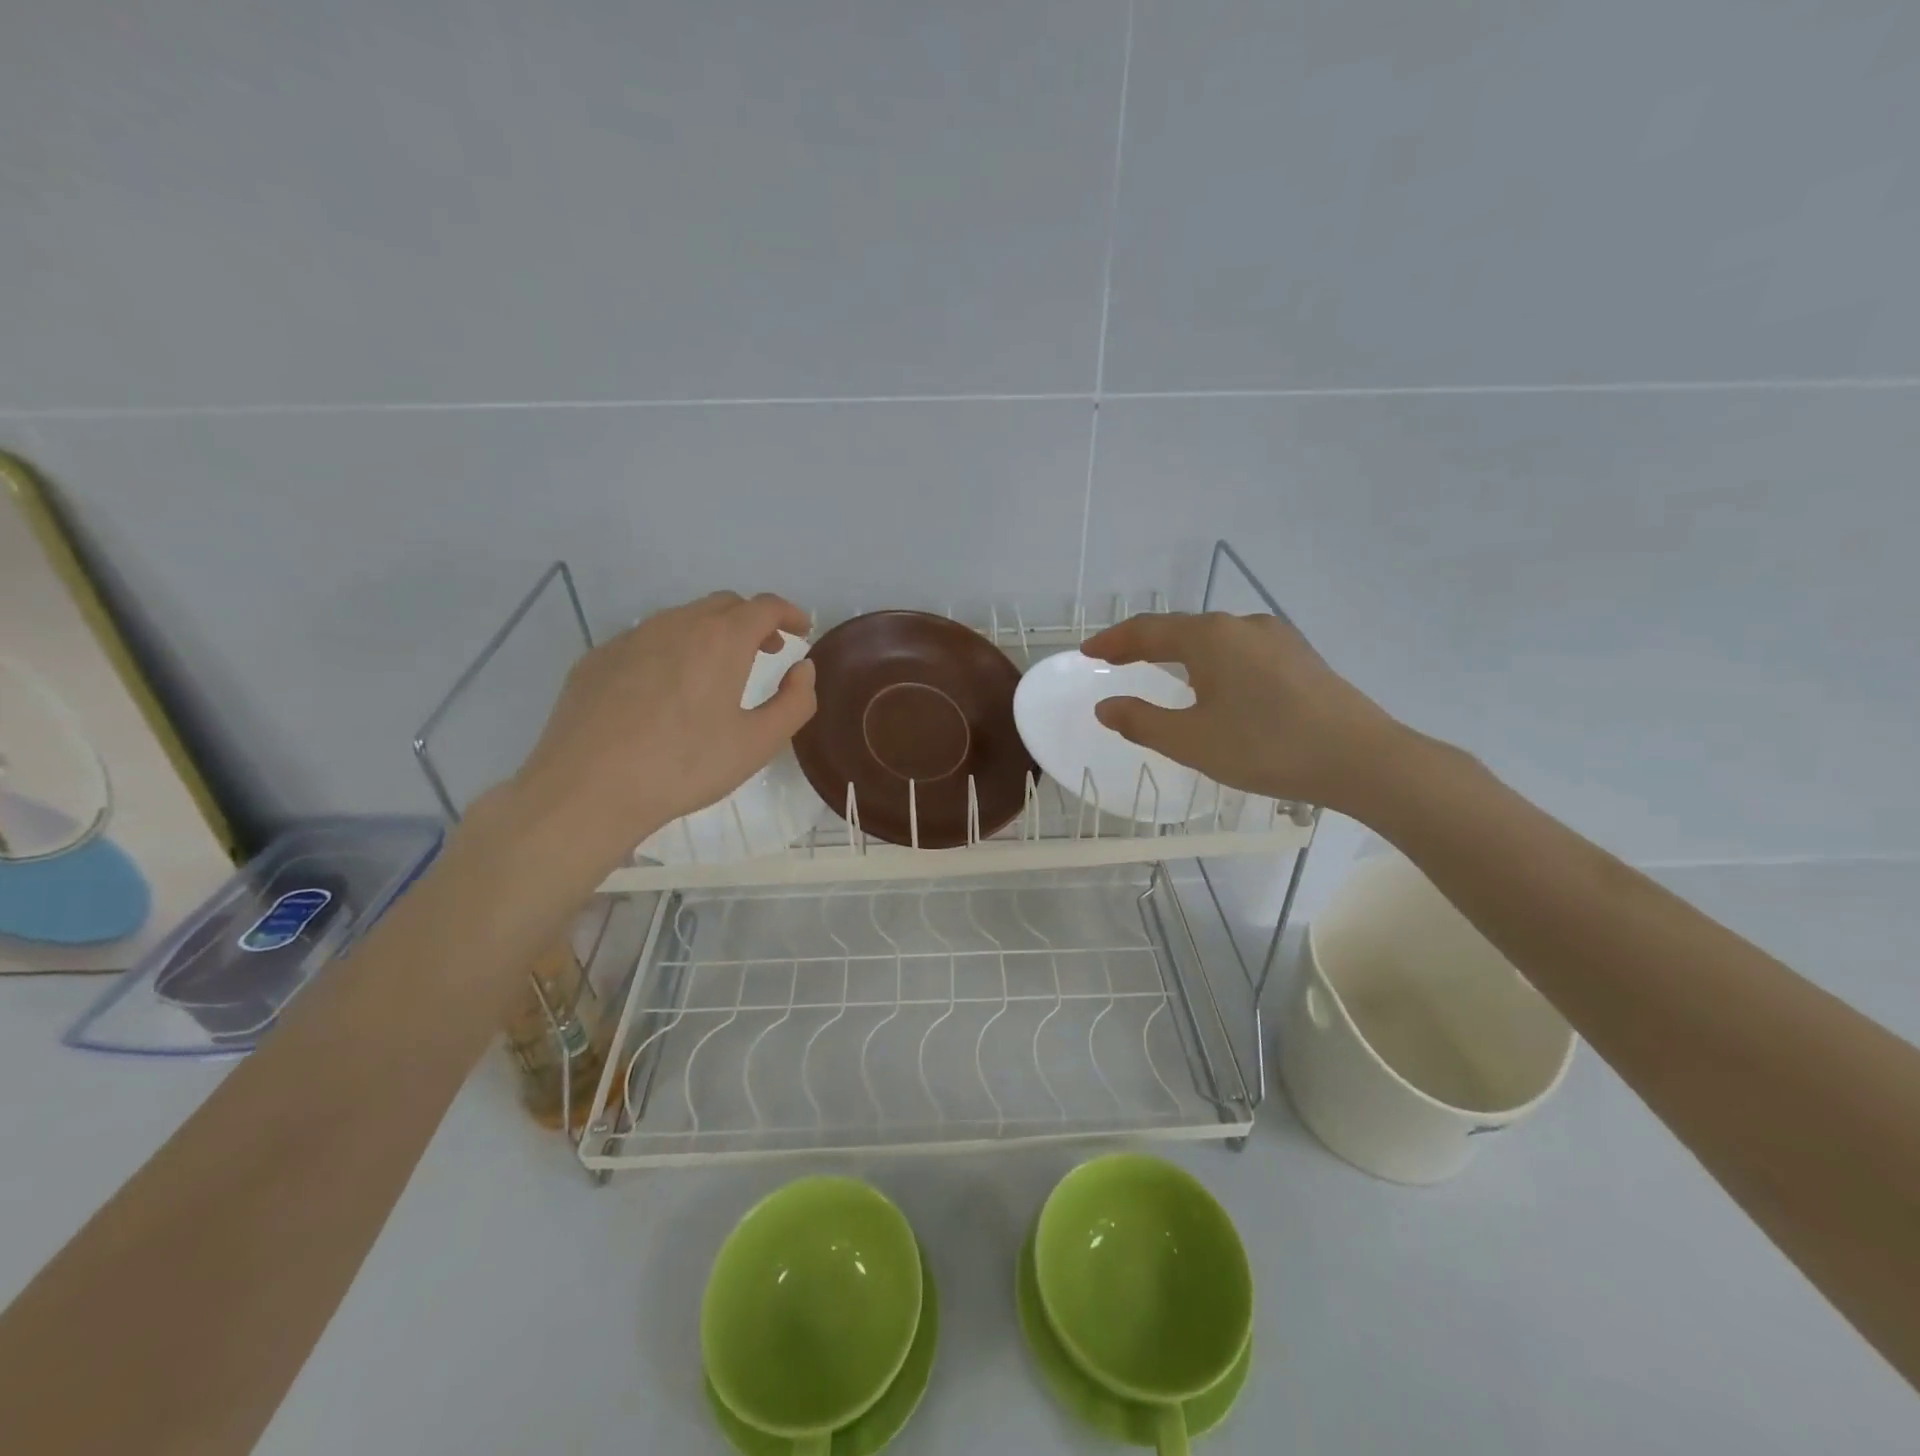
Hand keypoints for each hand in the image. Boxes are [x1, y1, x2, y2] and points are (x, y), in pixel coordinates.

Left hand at [506, 591, 816, 861]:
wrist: (588, 789)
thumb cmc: (685, 766)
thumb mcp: (758, 743)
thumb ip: (795, 702)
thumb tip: (802, 669)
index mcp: (721, 640)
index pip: (765, 606)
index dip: (789, 613)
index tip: (800, 630)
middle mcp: (676, 624)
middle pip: (724, 604)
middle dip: (752, 621)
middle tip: (767, 651)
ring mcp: (631, 638)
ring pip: (682, 619)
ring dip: (711, 633)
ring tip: (717, 671)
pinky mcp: (597, 658)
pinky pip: (646, 641)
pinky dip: (671, 650)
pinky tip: (666, 691)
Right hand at [1079, 611, 1403, 814]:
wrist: (1362, 759)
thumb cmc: (1265, 747)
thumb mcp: (1191, 742)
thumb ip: (1141, 722)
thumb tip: (1106, 706)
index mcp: (1210, 637)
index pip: (1146, 631)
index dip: (1112, 641)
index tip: (1086, 652)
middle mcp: (1242, 625)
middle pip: (1180, 629)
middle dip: (1144, 644)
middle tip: (1116, 661)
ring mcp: (1277, 637)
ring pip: (1214, 639)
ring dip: (1180, 652)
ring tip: (1161, 671)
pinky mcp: (1300, 657)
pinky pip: (1241, 651)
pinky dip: (1213, 662)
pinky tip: (1217, 685)